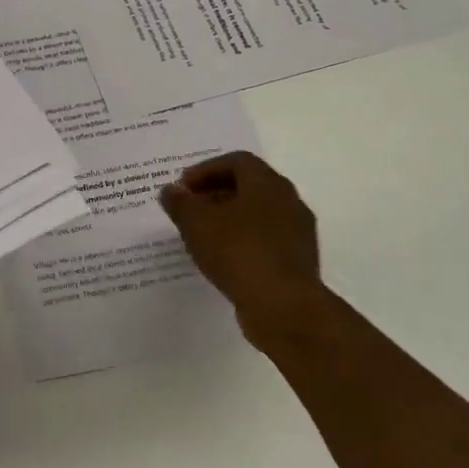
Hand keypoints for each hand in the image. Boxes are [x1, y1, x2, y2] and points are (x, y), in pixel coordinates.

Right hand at [159, 152, 323, 345]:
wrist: (283, 306)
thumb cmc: (237, 251)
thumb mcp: (196, 223)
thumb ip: (180, 202)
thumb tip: (171, 191)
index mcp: (267, 183)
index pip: (237, 161)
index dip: (206, 170)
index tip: (183, 188)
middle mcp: (288, 201)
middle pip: (249, 186)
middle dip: (215, 193)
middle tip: (189, 208)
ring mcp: (297, 232)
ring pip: (258, 214)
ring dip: (229, 218)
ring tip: (202, 234)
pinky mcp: (298, 260)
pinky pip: (265, 239)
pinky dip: (242, 240)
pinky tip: (222, 257)